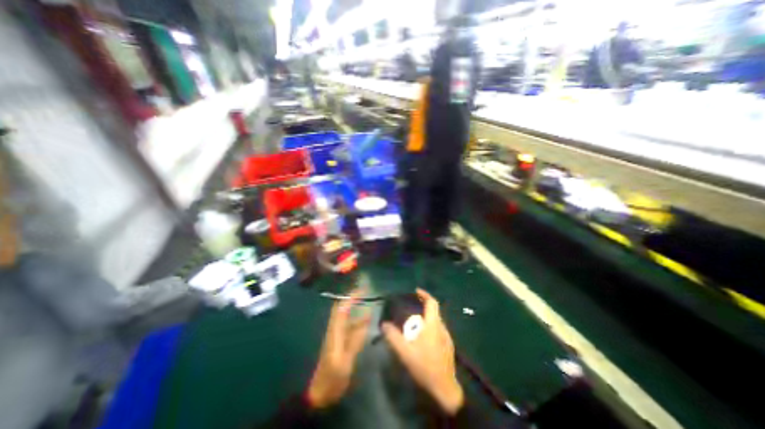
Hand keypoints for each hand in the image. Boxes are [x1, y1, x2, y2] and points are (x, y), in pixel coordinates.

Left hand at [307, 292, 374, 408]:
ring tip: (368, 302)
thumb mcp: (345, 361)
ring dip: (355, 308)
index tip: (361, 290)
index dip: (350, 298)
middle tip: (364, 291)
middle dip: (351, 298)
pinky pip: (350, 326)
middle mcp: (335, 330)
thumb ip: (355, 340)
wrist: (320, 393)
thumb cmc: (332, 378)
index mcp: (335, 332)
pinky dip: (358, 320)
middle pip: (341, 309)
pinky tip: (368, 320)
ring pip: (346, 317)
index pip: (341, 309)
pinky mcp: (340, 342)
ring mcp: (337, 336)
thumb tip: (366, 319)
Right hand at [386, 289, 462, 414]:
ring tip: (414, 325)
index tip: (416, 291)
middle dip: (423, 307)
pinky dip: (430, 328)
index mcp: (433, 325)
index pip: (432, 303)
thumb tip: (384, 324)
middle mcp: (442, 328)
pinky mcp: (448, 346)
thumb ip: (393, 337)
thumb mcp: (405, 352)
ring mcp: (447, 337)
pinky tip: (422, 339)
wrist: (445, 389)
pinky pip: (438, 330)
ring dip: (426, 319)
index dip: (425, 294)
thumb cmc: (425, 367)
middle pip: (434, 311)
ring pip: (436, 321)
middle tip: (410, 311)